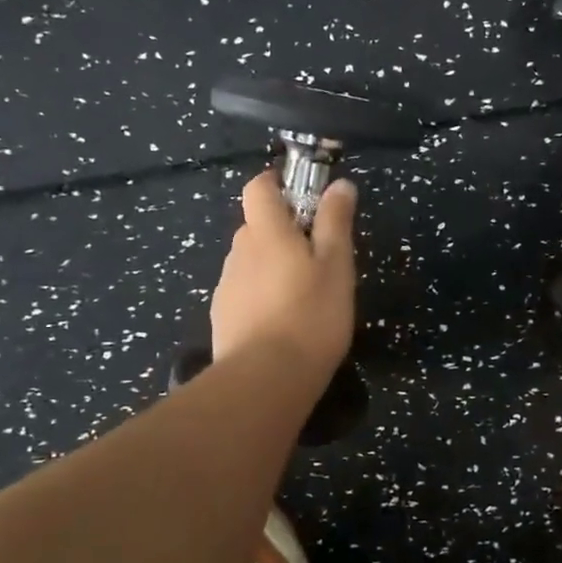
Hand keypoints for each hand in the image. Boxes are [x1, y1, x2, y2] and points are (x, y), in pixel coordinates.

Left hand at [210, 170, 357, 378]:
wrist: (265, 379)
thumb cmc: (311, 315)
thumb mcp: (336, 266)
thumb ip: (335, 222)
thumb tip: (339, 184)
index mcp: (266, 232)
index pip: (258, 187)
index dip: (277, 183)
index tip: (302, 196)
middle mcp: (239, 251)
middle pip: (257, 226)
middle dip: (283, 232)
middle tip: (317, 256)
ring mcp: (227, 285)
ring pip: (251, 262)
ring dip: (272, 266)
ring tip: (303, 296)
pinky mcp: (222, 316)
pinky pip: (244, 292)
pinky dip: (262, 296)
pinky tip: (282, 322)